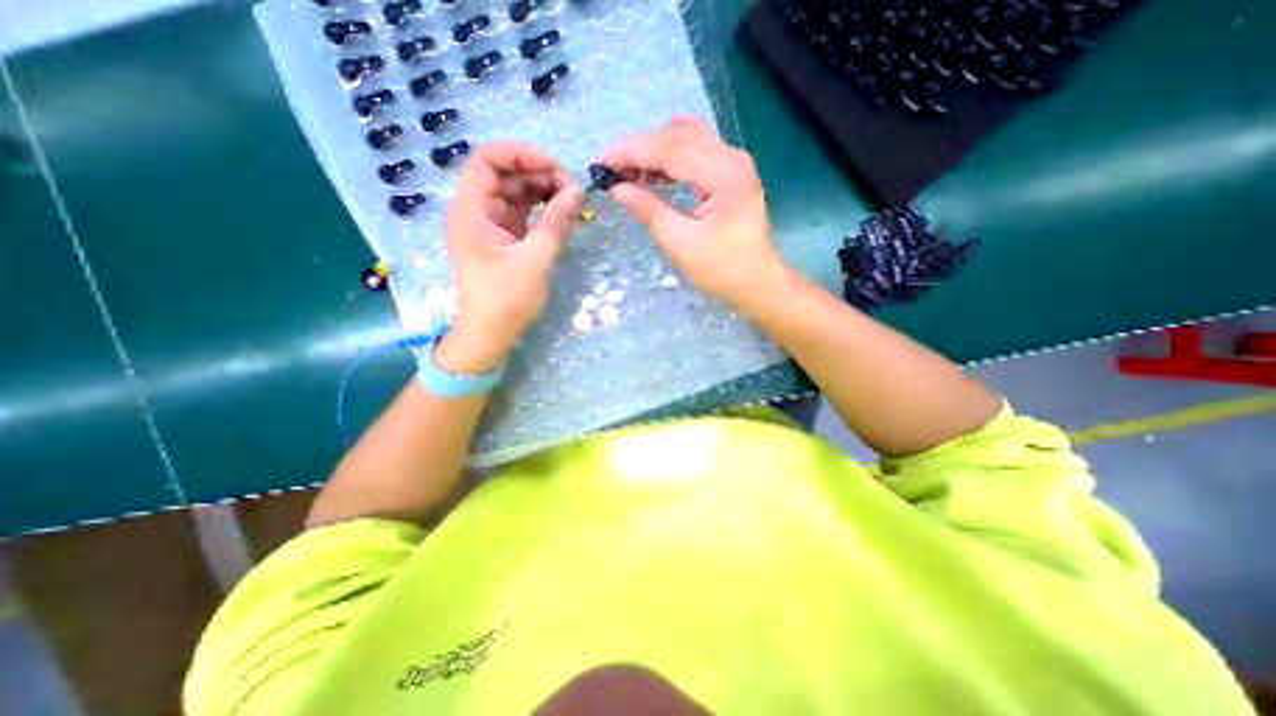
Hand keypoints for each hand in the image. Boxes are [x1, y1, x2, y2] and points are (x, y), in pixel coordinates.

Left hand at [437, 140, 581, 374]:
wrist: (490, 333)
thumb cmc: (506, 300)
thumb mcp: (535, 261)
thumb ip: (556, 223)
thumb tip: (577, 192)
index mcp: (471, 211)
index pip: (488, 160)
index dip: (521, 154)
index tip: (555, 168)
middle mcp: (477, 210)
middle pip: (506, 173)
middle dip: (540, 174)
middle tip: (572, 191)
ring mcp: (491, 223)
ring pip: (516, 191)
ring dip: (544, 190)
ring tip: (572, 203)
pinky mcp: (504, 236)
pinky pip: (523, 211)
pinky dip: (542, 208)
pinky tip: (562, 214)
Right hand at [600, 115, 788, 309]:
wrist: (759, 284)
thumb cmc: (722, 270)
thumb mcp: (680, 243)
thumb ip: (649, 210)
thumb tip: (618, 188)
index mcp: (723, 173)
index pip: (669, 149)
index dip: (630, 152)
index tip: (599, 162)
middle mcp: (731, 157)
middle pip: (677, 137)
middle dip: (639, 148)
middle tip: (608, 167)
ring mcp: (733, 164)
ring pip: (686, 140)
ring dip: (654, 151)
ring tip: (626, 170)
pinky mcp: (730, 175)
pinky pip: (695, 154)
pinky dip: (670, 159)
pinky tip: (652, 173)